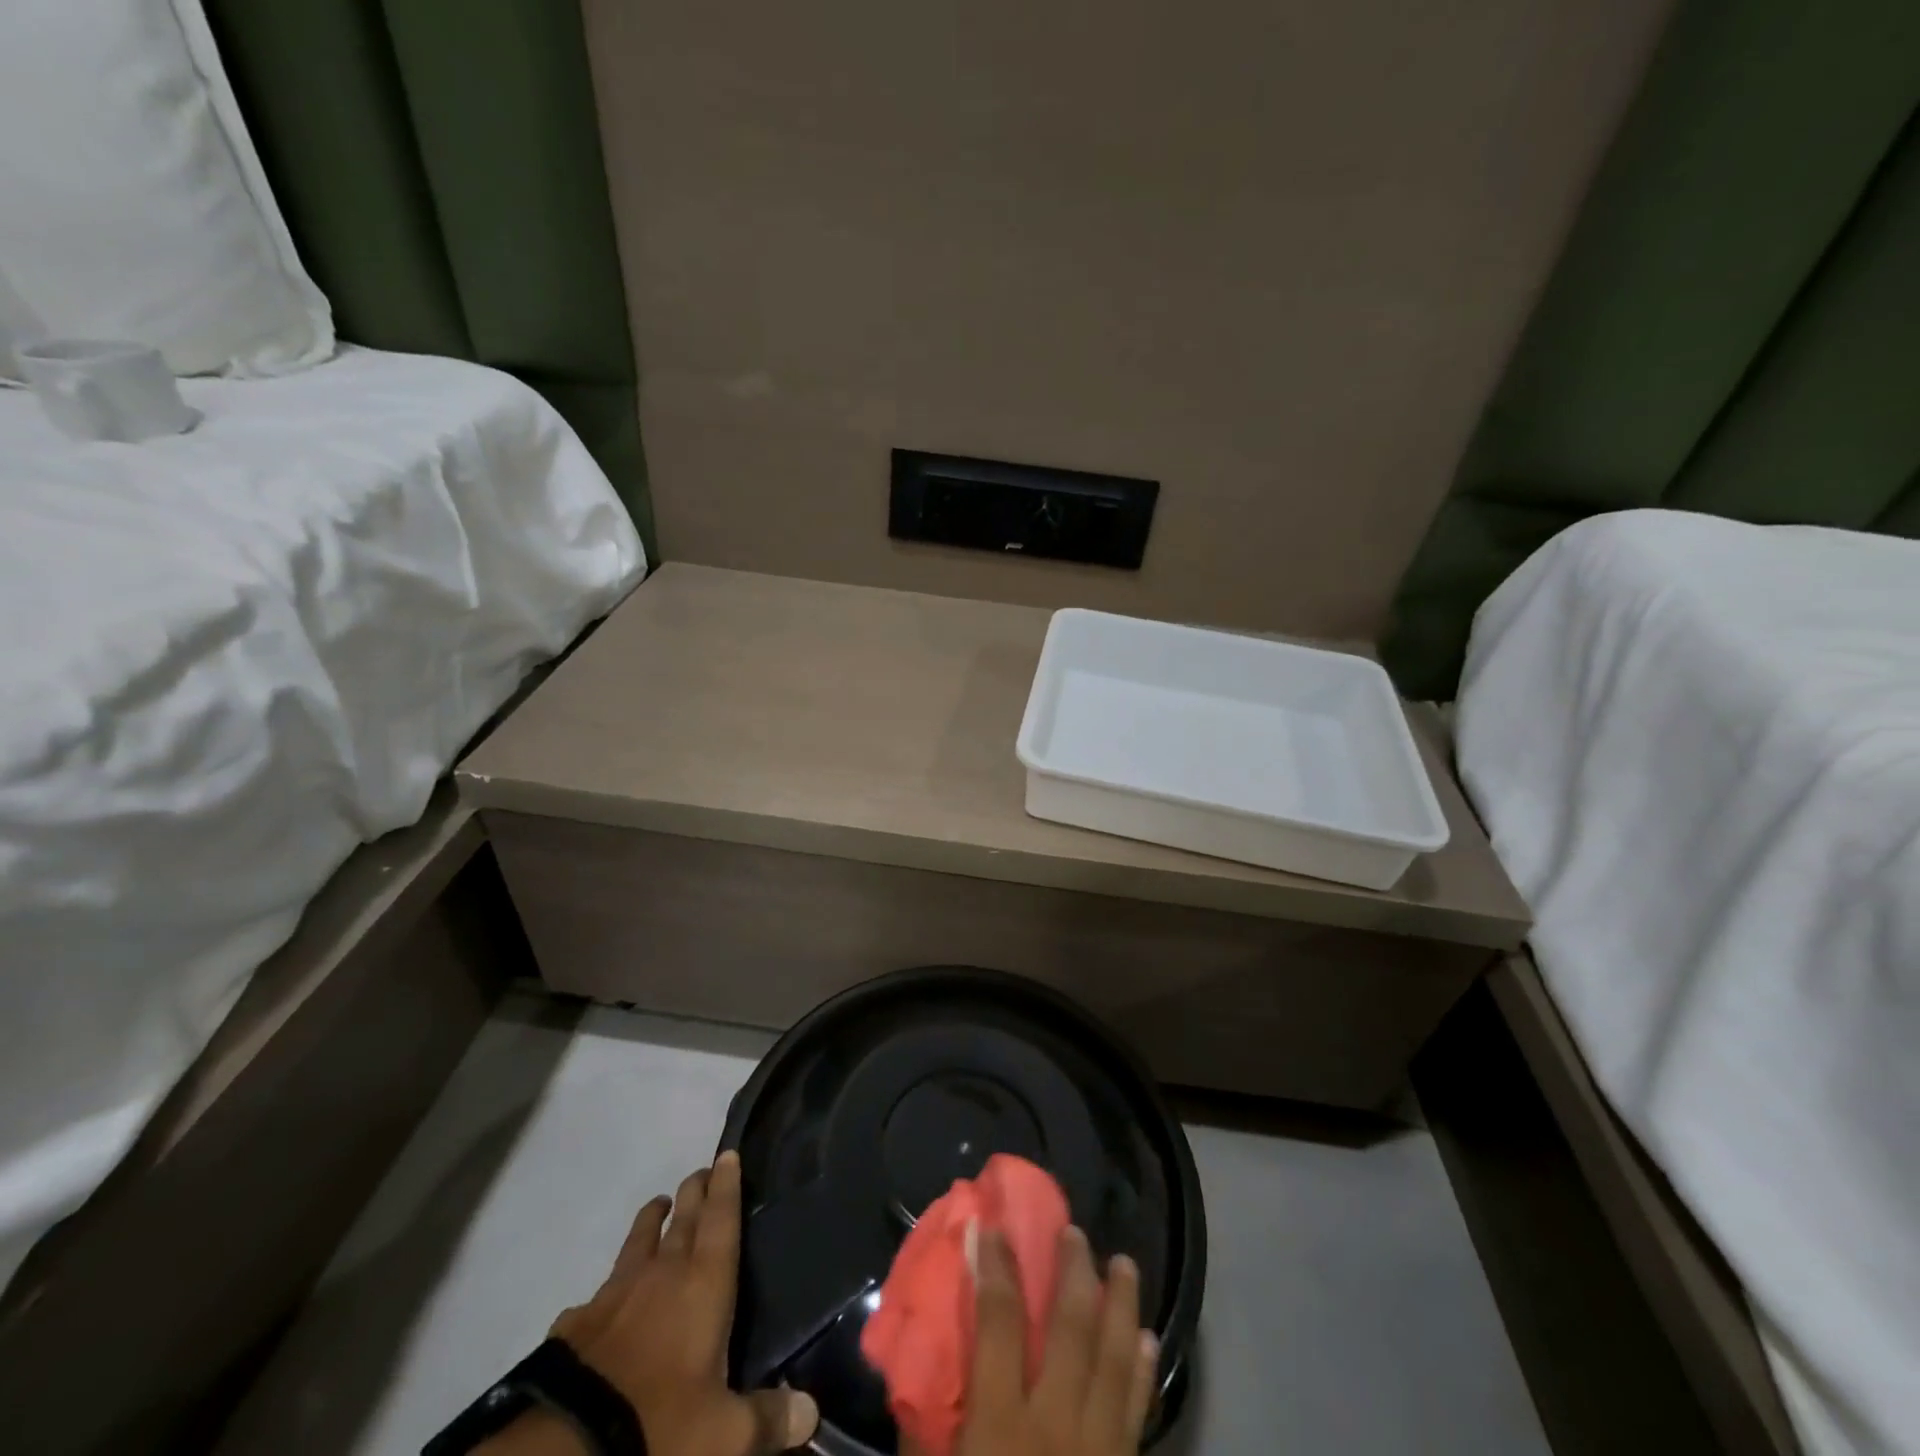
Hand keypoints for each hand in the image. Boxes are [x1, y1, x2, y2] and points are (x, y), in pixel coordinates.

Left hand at [495, 1152, 818, 1455]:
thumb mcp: (723, 1436)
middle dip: (696, 1190)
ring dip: (652, 1218)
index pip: (721, 1218)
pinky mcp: (577, 1323)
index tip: (728, 1154)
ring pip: (639, 1240)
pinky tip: (603, 1299)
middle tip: (702, 1171)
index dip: (727, 1184)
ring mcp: (615, 1293)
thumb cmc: (660, 1425)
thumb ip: (767, 1419)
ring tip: (659, 1204)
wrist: (566, 1447)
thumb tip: (811, 1413)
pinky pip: (598, 1294)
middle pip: (684, 1218)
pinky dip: (608, 1288)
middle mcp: (662, 1273)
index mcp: (704, 1283)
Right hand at [917, 1224, 1158, 1455]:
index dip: (994, 1267)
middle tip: (1074, 1231)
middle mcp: (1057, 1424)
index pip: (1000, 1322)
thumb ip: (927, 1427)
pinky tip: (1147, 1336)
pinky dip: (1143, 1368)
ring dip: (1121, 1304)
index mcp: (1003, 1424)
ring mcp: (1099, 1447)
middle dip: (1074, 1271)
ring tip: (1124, 1262)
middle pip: (1072, 1327)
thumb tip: (913, 1365)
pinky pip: (1139, 1409)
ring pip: (1116, 1358)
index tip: (990, 1226)